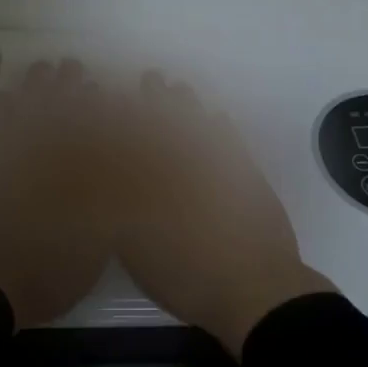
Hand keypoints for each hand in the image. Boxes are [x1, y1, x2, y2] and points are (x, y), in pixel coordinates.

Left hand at [0, 58, 117, 329]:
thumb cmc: (42, 274)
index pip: (91, 129)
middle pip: (59, 111)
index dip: (97, 106)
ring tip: (44, 69)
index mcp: (75, 175)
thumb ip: (108, 213)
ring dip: (37, 87)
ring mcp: (7, 156)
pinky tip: (6, 96)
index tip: (102, 88)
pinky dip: (0, 108)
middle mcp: (43, 156)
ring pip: (26, 110)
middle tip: (74, 67)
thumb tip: (119, 181)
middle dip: (69, 86)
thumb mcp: (93, 251)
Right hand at [114, 71, 332, 357]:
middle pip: (171, 123)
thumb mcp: (139, 254)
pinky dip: (223, 127)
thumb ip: (122, 216)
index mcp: (161, 182)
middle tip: (152, 77)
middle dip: (158, 98)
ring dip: (189, 106)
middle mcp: (190, 166)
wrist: (255, 289)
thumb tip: (112, 183)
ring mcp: (223, 170)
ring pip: (202, 126)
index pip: (141, 136)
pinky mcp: (249, 177)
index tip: (118, 93)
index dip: (129, 112)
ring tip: (178, 88)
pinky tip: (217, 117)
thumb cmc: (189, 275)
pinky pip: (233, 142)